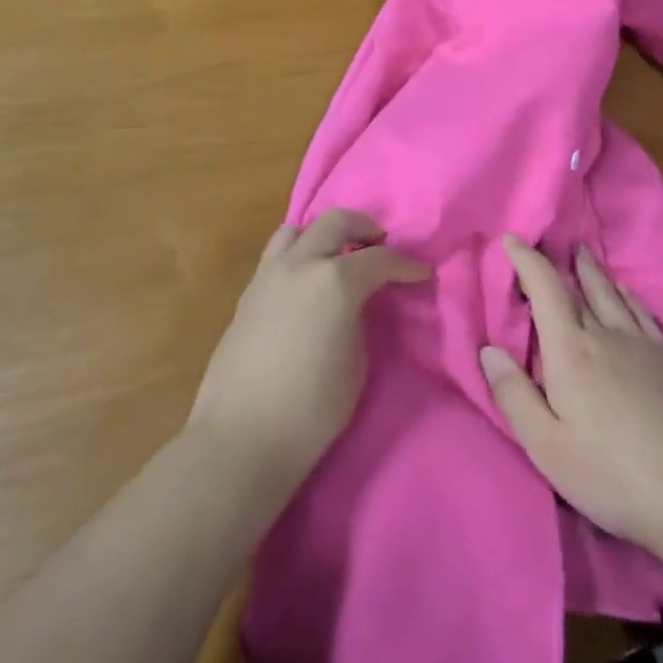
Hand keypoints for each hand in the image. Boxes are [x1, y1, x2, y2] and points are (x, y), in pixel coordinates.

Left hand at [187, 209, 429, 493]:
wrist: (240, 440)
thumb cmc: (311, 409)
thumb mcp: (356, 363)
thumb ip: (359, 319)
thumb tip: (355, 305)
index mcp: (335, 280)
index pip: (380, 259)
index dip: (406, 266)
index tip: (421, 273)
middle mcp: (301, 265)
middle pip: (336, 221)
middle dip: (365, 227)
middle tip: (380, 246)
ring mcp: (268, 275)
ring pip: (297, 229)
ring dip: (323, 235)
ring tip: (336, 257)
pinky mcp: (247, 294)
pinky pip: (276, 256)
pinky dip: (298, 256)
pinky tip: (305, 284)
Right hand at [479, 235, 662, 557]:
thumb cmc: (609, 475)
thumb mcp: (546, 446)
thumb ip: (514, 395)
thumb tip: (489, 350)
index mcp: (570, 351)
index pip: (545, 289)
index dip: (526, 260)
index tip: (510, 238)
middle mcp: (605, 334)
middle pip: (578, 287)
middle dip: (557, 263)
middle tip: (547, 242)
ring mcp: (640, 344)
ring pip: (611, 293)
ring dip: (593, 271)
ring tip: (583, 253)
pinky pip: (641, 312)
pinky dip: (627, 294)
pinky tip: (626, 292)